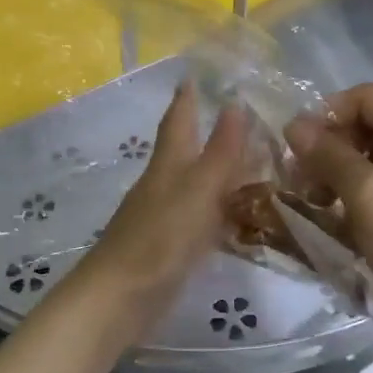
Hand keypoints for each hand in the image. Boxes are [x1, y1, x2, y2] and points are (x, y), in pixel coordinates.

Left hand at [64, 85, 247, 344]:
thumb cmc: (161, 237)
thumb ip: (220, 151)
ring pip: (196, 184)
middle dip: (207, 132)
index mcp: (168, 164)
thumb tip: (235, 103)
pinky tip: (238, 219)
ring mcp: (164, 217)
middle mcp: (164, 184)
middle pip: (186, 150)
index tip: (194, 75)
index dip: (187, 98)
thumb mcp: (198, 190)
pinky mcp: (169, 247)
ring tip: (253, 164)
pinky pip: (201, 218)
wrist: (120, 297)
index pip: (178, 120)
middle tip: (241, 118)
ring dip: (219, 172)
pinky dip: (220, 211)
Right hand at [285, 83, 372, 350]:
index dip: (326, 117)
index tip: (298, 155)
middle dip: (334, 148)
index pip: (366, 96)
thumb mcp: (367, 197)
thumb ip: (328, 154)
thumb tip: (294, 124)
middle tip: (305, 185)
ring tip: (323, 206)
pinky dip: (368, 191)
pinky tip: (349, 221)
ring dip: (346, 173)